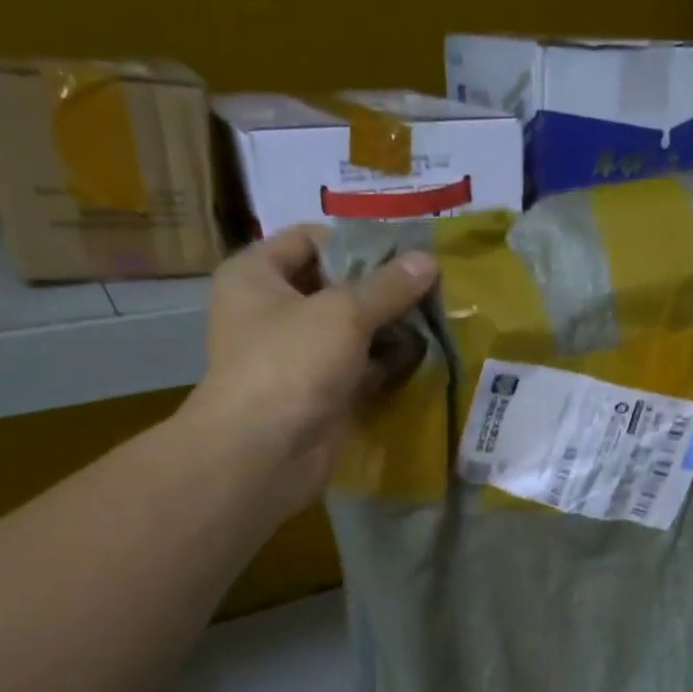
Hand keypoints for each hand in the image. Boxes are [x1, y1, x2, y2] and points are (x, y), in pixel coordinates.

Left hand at [183, 226, 436, 513]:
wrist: (265, 452)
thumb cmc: (291, 364)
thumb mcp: (343, 313)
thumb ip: (388, 286)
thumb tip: (428, 260)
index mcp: (257, 275)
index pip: (309, 239)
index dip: (356, 241)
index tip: (404, 250)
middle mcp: (272, 310)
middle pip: (333, 285)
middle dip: (380, 287)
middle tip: (430, 285)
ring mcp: (296, 356)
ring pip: (349, 330)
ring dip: (388, 327)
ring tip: (436, 317)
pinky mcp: (319, 392)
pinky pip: (357, 367)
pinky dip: (385, 362)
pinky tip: (422, 355)